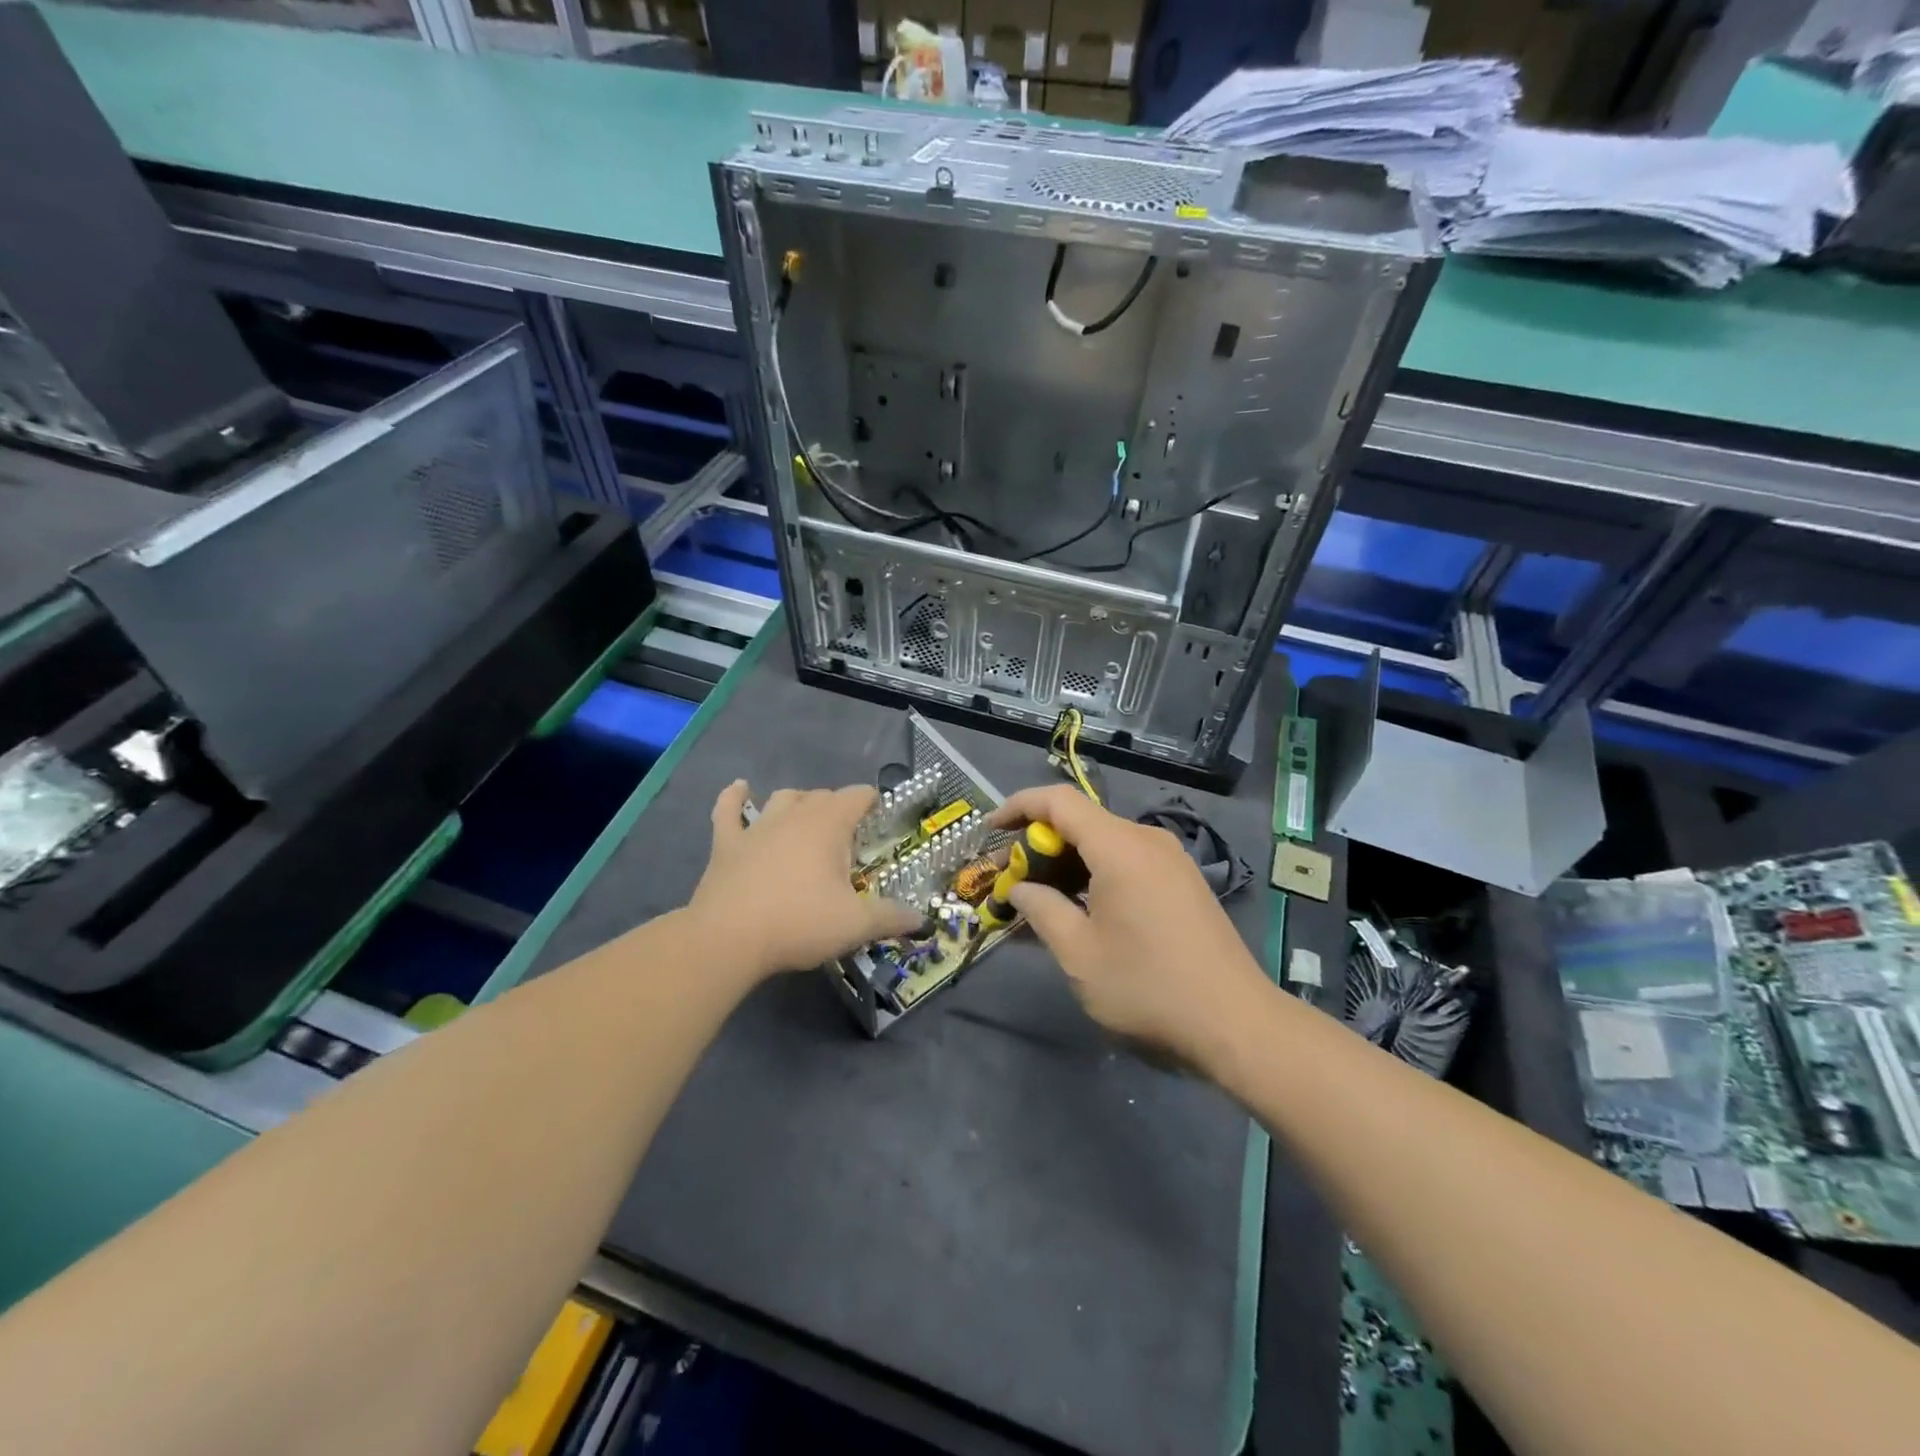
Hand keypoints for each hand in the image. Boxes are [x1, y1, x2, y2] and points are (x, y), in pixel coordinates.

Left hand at [689, 780, 923, 979]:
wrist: (728, 939)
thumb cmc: (799, 923)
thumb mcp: (856, 925)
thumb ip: (892, 918)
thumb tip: (923, 921)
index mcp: (829, 825)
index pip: (857, 796)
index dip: (870, 800)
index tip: (879, 816)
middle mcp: (794, 816)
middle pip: (822, 796)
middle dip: (839, 807)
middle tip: (849, 835)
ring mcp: (757, 827)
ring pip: (782, 798)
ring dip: (798, 802)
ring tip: (807, 818)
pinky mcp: (726, 844)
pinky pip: (728, 810)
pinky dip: (734, 797)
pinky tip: (739, 788)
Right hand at [989, 785, 1269, 1069]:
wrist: (1236, 1024)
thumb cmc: (1147, 987)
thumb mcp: (1078, 953)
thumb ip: (1042, 910)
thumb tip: (1021, 889)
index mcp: (1119, 847)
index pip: (1059, 802)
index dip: (1018, 807)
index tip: (989, 830)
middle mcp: (1147, 841)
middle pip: (1082, 822)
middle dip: (1039, 845)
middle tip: (1011, 881)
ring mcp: (1171, 861)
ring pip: (1105, 844)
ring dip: (1067, 864)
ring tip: (1040, 900)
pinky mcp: (1183, 883)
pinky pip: (1127, 863)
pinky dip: (1095, 876)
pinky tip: (1081, 911)